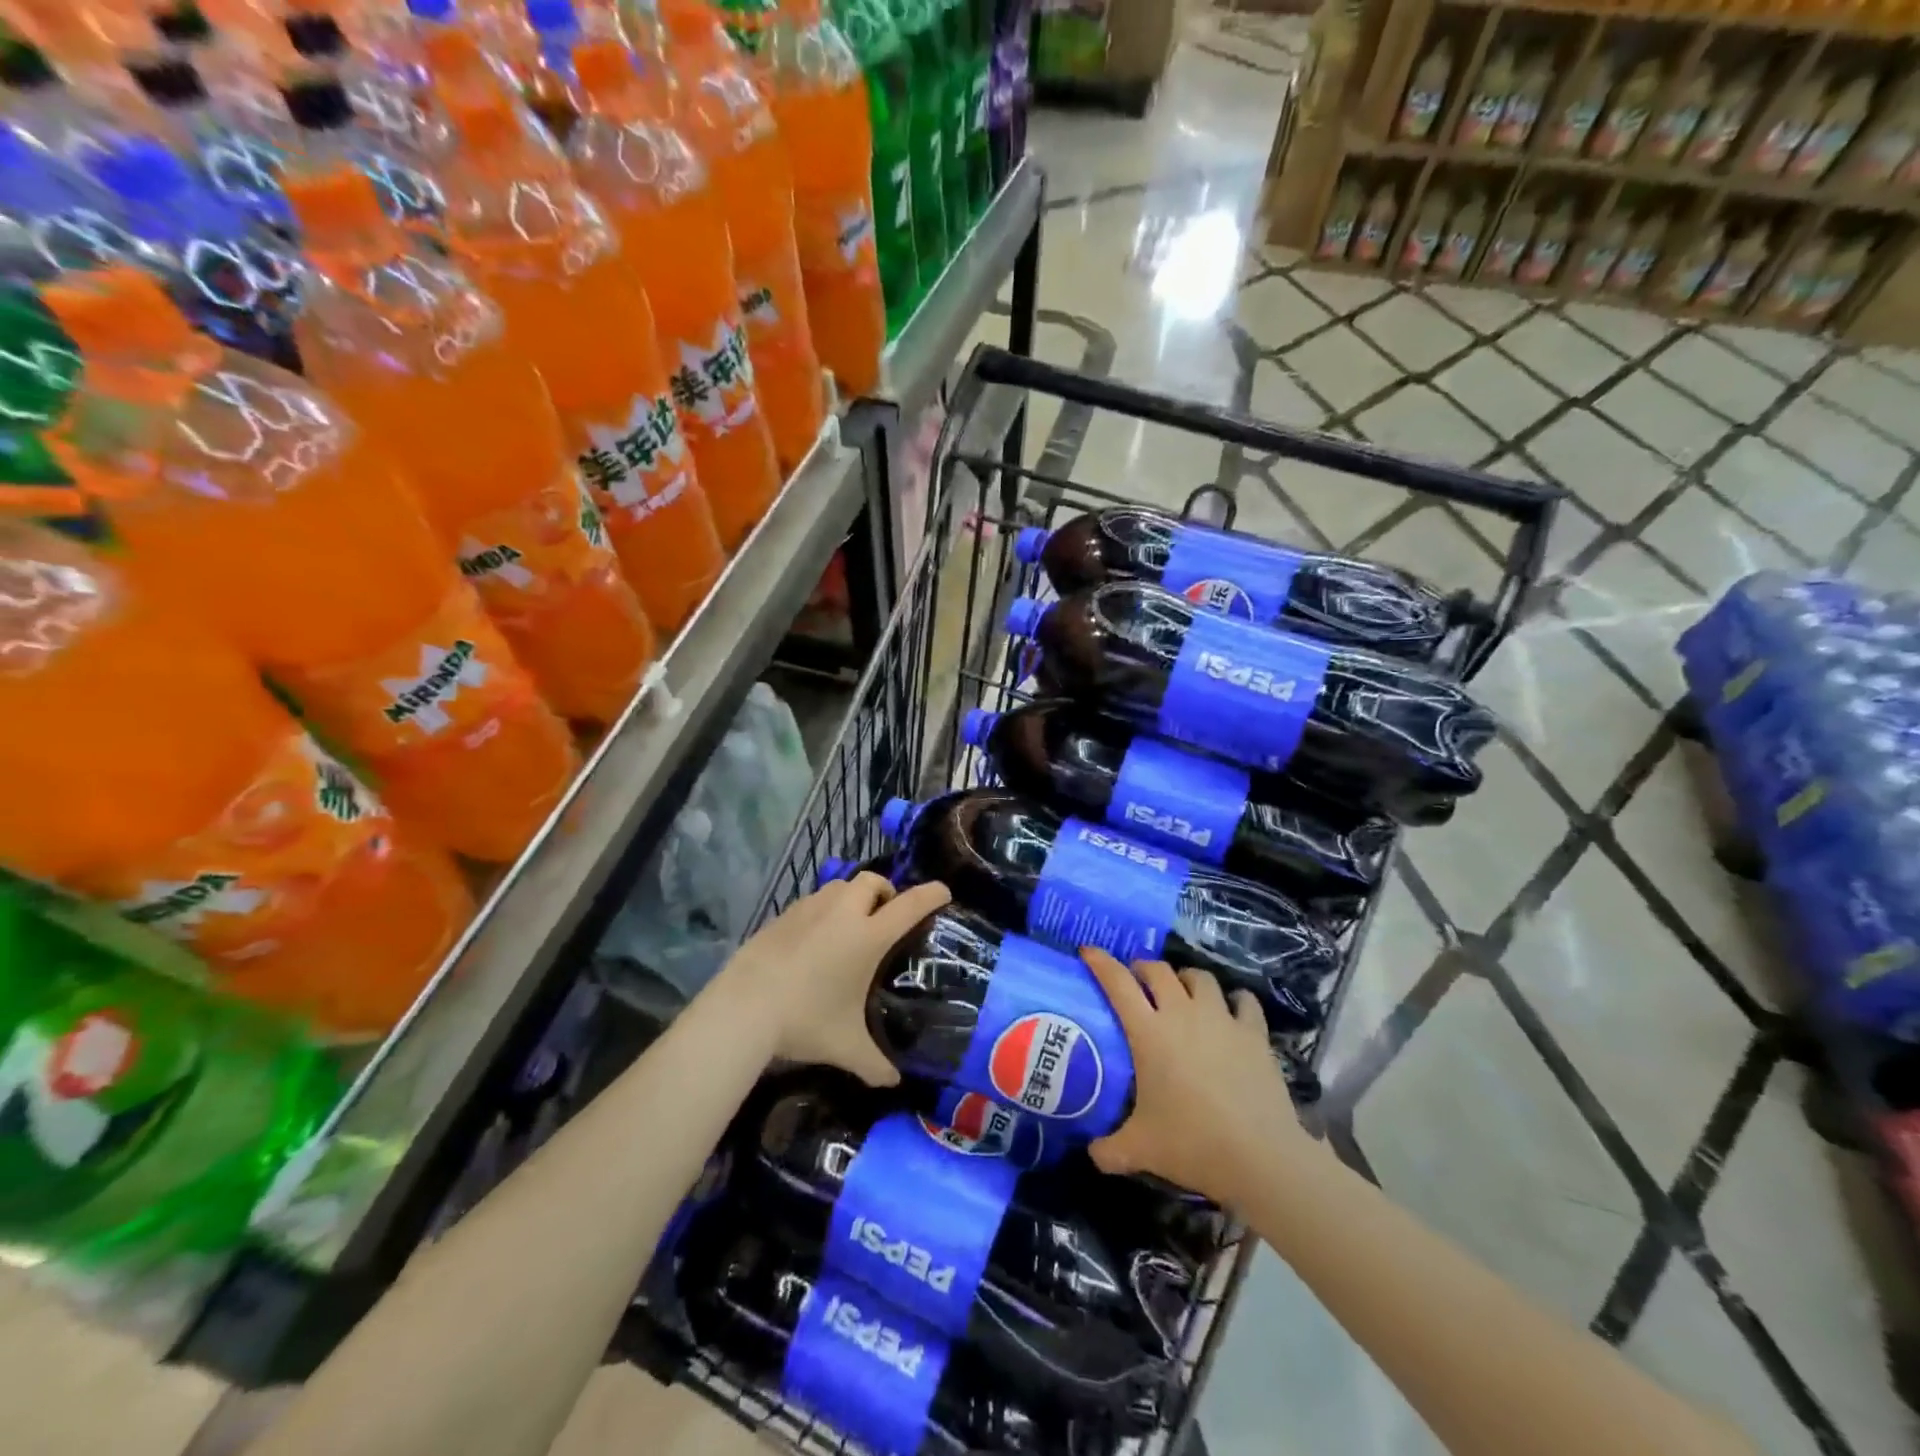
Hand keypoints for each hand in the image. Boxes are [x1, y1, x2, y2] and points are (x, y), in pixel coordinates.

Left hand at [714, 874, 951, 1086]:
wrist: (743, 1007)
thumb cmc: (805, 1020)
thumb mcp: (845, 1047)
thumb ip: (875, 1064)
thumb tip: (893, 1082)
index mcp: (868, 937)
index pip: (910, 905)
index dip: (931, 895)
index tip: (943, 892)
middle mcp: (842, 914)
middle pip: (873, 881)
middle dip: (886, 891)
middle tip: (886, 916)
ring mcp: (809, 909)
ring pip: (840, 886)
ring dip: (853, 896)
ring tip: (850, 924)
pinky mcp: (783, 915)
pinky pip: (813, 901)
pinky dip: (824, 910)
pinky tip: (815, 939)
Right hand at [1082, 950, 1308, 1208]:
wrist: (1261, 1156)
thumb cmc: (1192, 1144)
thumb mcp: (1140, 1150)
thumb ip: (1108, 1150)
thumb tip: (1092, 1153)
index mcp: (1149, 1032)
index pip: (1118, 983)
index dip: (1101, 962)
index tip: (1089, 951)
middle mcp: (1183, 1013)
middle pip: (1158, 970)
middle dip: (1143, 968)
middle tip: (1136, 981)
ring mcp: (1221, 1019)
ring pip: (1200, 977)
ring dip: (1185, 978)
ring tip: (1182, 992)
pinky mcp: (1254, 1032)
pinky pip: (1243, 1000)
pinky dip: (1234, 999)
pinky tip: (1231, 1010)